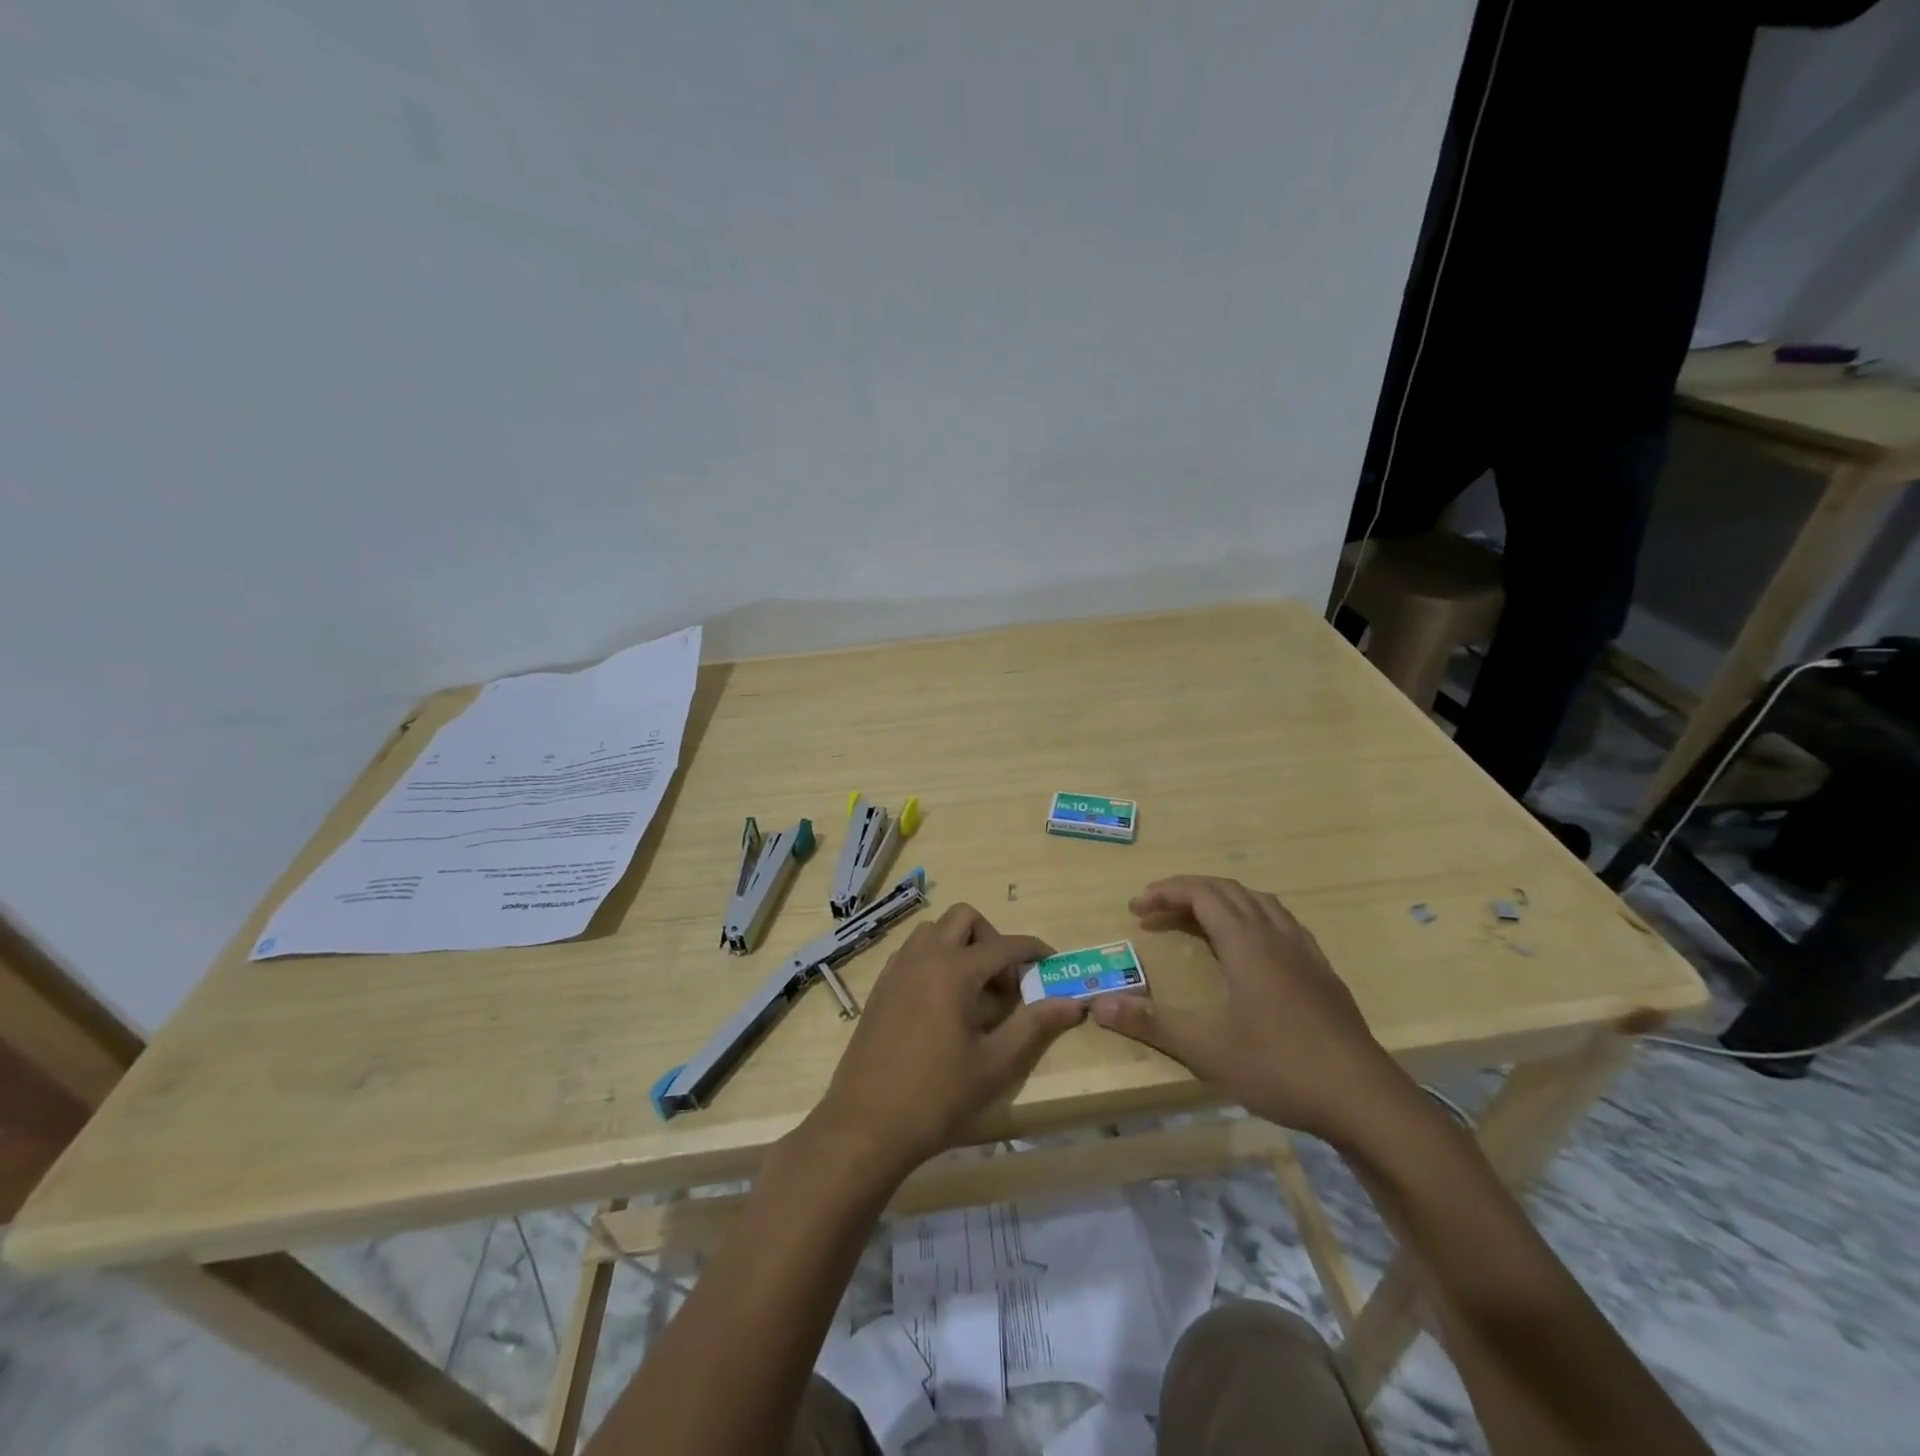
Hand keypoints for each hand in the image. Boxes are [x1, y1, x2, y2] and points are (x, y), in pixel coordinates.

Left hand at [810, 905, 1085, 1176]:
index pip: (1004, 944)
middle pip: (964, 918)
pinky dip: (935, 960)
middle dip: (991, 939)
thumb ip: (1034, 1026)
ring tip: (974, 992)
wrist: (865, 1126)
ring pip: (934, 931)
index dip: (1033, 949)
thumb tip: (1073, 1002)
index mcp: (953, 970)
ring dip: (960, 946)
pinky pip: (913, 952)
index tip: (1051, 964)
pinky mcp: (880, 988)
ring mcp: (896, 970)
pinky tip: (943, 1004)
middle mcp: (922, 957)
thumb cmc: (937, 1097)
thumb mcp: (995, 1065)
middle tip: (1004, 982)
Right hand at [1088, 876, 1414, 1145]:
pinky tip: (1249, 949)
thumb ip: (1151, 1023)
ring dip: (1221, 901)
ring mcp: (1305, 952)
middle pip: (1228, 891)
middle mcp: (1276, 936)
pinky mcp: (1323, 974)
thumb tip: (1096, 1004)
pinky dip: (1252, 918)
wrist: (1365, 1101)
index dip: (1166, 892)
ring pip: (1259, 903)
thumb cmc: (1280, 1068)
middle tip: (1154, 912)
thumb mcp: (1206, 1049)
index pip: (1202, 894)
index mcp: (1247, 943)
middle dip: (1186, 893)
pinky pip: (1282, 923)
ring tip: (1195, 921)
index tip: (1136, 907)